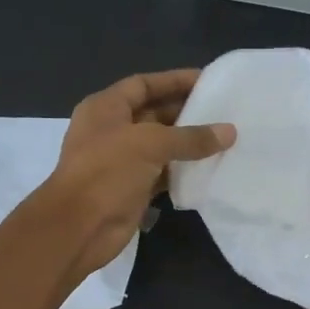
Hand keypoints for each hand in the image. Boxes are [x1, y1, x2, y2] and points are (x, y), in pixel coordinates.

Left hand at [41, 69, 234, 279]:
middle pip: (154, 114)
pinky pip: (162, 175)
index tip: (207, 80)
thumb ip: (191, 137)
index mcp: (105, 108)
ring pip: (160, 147)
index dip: (174, 80)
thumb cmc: (107, 172)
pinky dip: (183, 172)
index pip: (143, 84)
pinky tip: (210, 169)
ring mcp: (121, 162)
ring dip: (188, 145)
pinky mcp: (132, 190)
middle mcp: (112, 131)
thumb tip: (230, 132)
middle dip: (186, 113)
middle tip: (224, 112)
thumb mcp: (150, 144)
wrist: (80, 227)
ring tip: (224, 139)